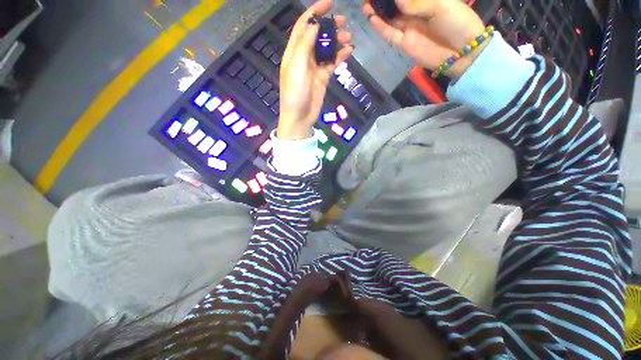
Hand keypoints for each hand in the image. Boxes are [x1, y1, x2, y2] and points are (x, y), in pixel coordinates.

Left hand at [278, 0, 353, 139]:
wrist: (300, 117)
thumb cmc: (295, 93)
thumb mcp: (297, 66)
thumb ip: (305, 45)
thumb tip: (315, 25)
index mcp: (294, 52)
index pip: (303, 26)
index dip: (314, 12)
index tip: (329, 3)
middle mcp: (304, 57)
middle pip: (317, 36)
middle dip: (329, 26)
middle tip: (344, 22)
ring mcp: (314, 68)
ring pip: (326, 49)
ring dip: (337, 41)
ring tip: (349, 37)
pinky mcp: (322, 78)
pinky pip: (332, 63)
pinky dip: (340, 56)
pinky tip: (349, 52)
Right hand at [363, 0, 485, 78]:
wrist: (462, 52)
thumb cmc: (458, 23)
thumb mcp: (442, 6)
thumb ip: (419, 4)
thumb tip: (397, 1)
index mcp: (426, 1)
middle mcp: (415, 14)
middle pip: (395, 6)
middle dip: (382, 1)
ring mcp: (408, 29)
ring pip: (389, 19)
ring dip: (378, 13)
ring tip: (366, 4)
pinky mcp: (405, 43)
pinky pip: (390, 34)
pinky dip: (381, 27)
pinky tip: (372, 19)